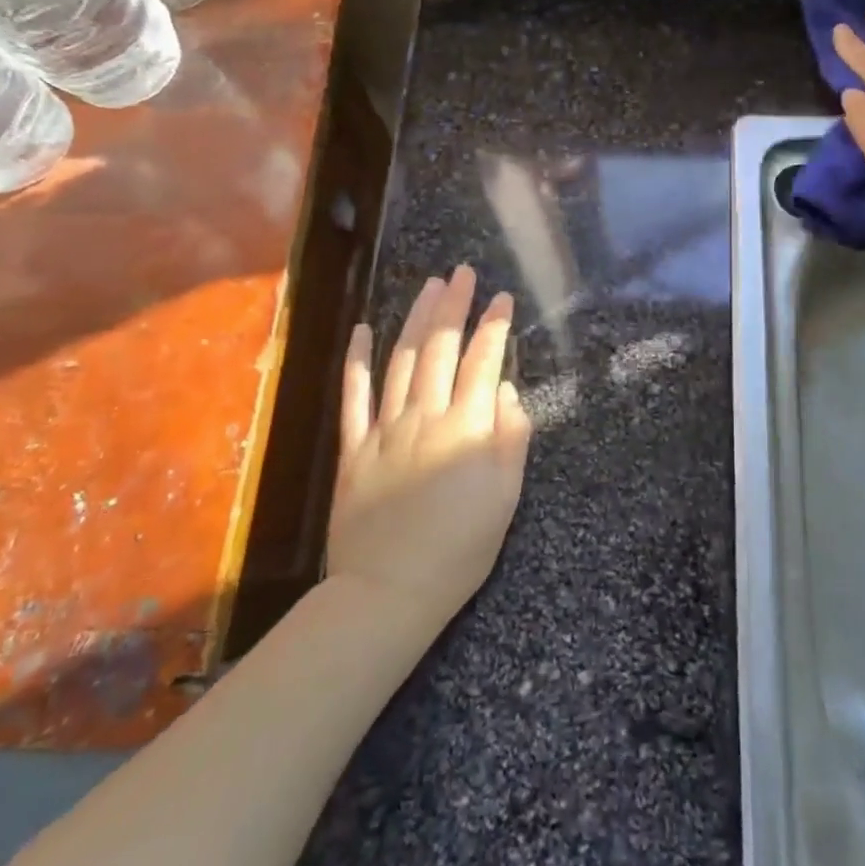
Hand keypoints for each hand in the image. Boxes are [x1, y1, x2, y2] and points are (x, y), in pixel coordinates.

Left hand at [328, 265, 531, 633]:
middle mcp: (425, 417)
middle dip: (455, 307)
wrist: (389, 592)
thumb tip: (507, 390)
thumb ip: (510, 438)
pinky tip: (362, 330)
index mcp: (465, 428)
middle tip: (462, 273)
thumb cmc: (460, 548)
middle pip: (442, 349)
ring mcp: (384, 429)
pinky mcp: (354, 448)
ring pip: (403, 361)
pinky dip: (358, 361)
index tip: (503, 297)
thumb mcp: (505, 498)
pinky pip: (354, 396)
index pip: (484, 362)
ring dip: (417, 320)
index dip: (495, 326)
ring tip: (429, 287)